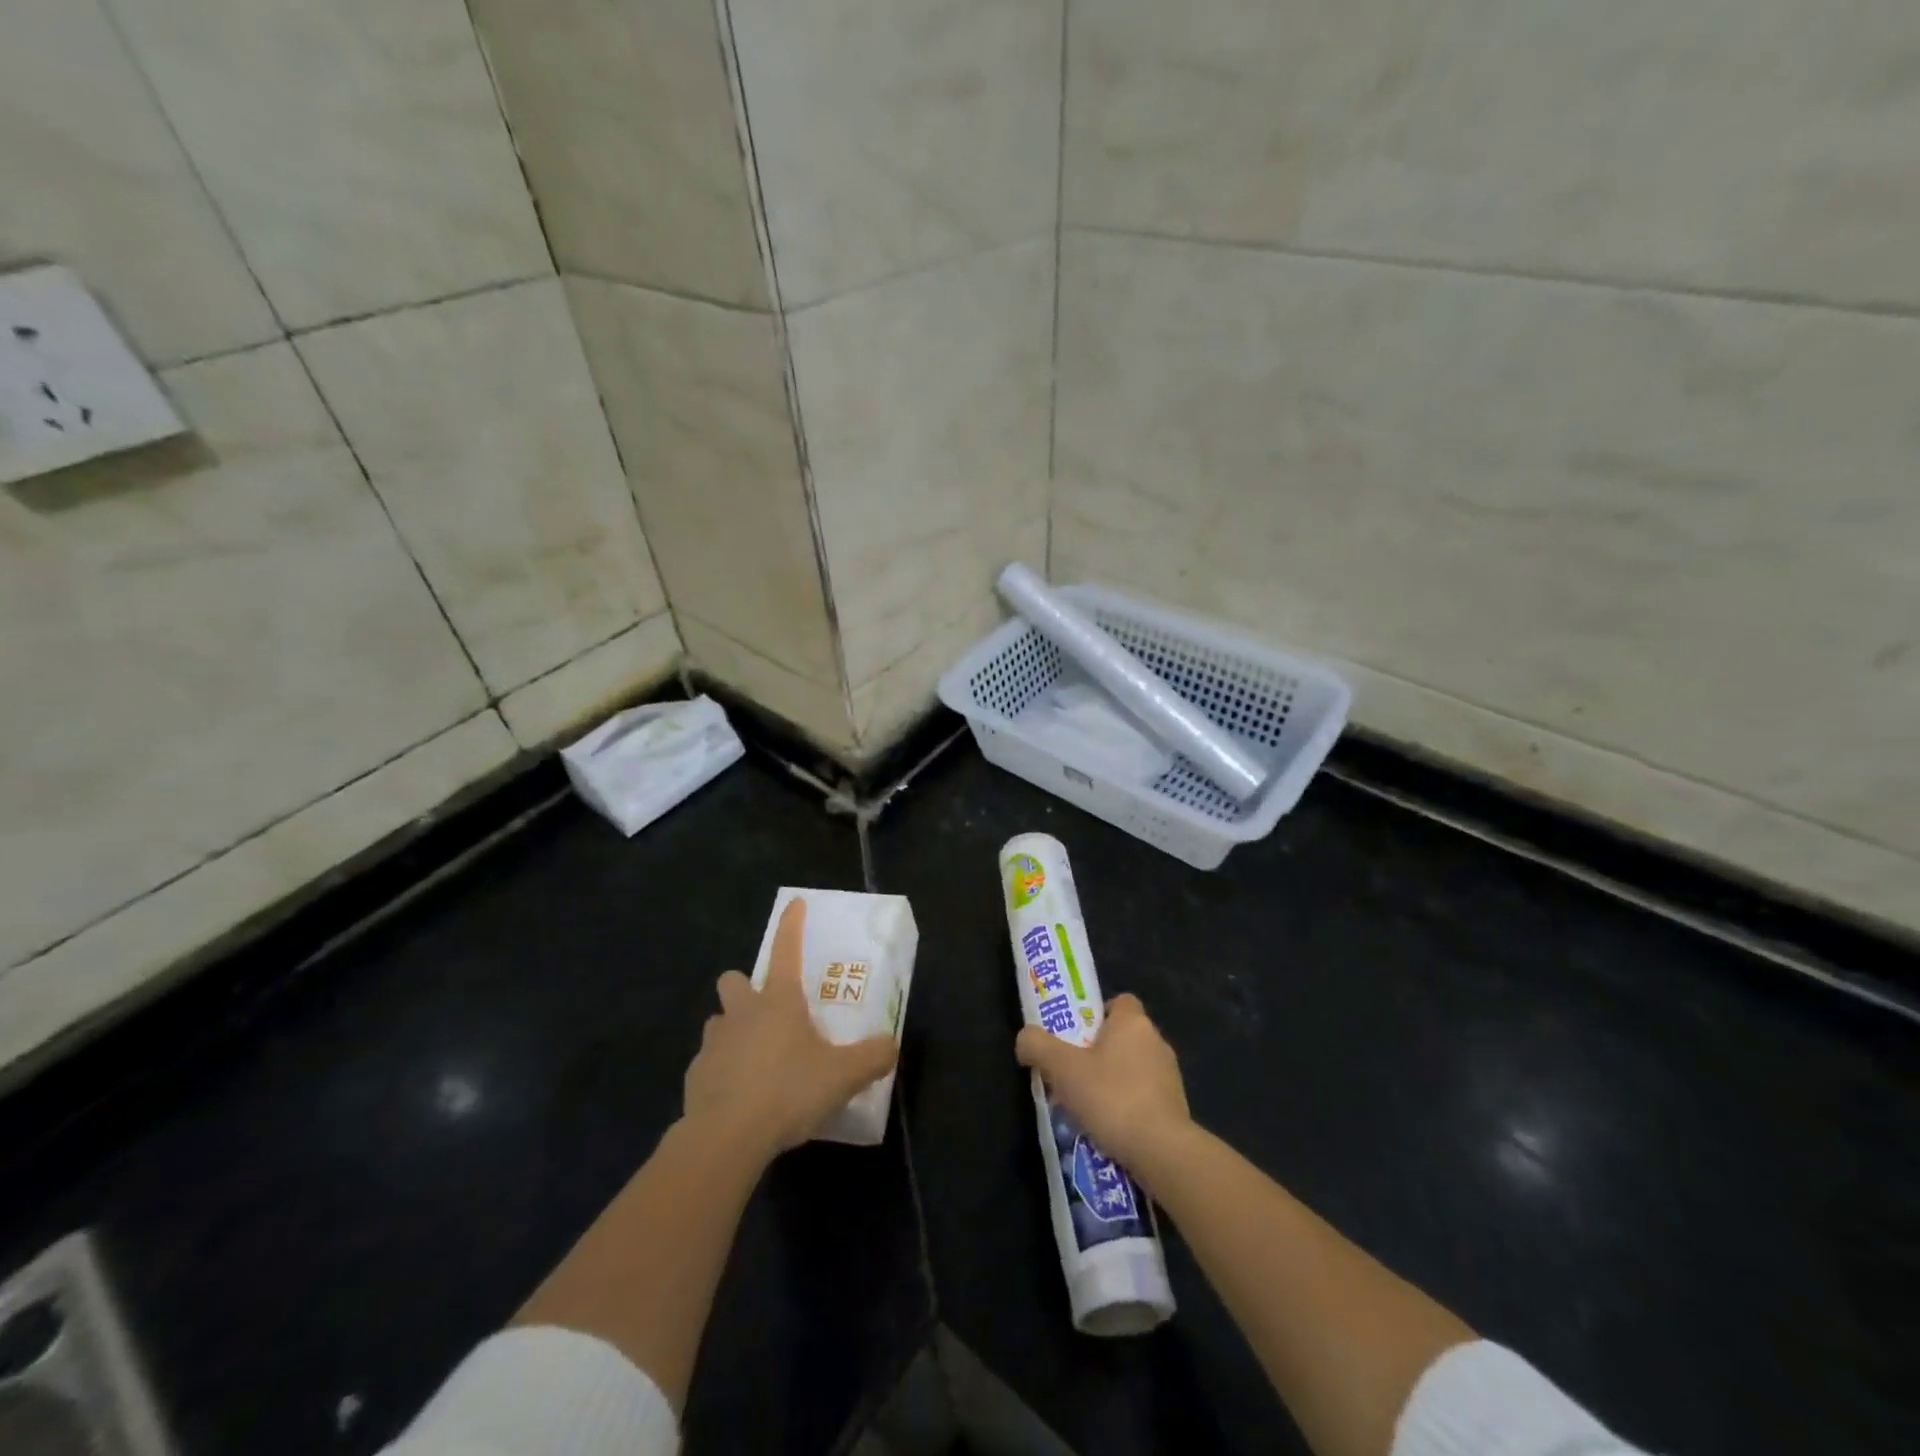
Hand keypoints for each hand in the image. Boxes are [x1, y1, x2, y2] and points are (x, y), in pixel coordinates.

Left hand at [683, 898, 898, 1156]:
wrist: (725, 1138)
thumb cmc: (788, 1092)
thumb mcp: (844, 1076)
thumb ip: (872, 1057)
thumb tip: (891, 1045)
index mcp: (779, 1000)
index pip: (786, 949)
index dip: (791, 924)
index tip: (795, 904)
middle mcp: (743, 1012)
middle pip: (734, 980)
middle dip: (745, 987)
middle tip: (767, 1009)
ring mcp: (714, 1042)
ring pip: (719, 1021)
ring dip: (734, 1030)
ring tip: (756, 1057)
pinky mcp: (695, 1075)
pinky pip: (709, 1062)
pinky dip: (723, 1071)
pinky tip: (739, 1097)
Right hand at [1015, 993, 1192, 1176]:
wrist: (1161, 1151)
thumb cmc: (1111, 1097)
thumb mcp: (1061, 1068)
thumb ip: (1037, 1045)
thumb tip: (1025, 1039)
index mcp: (1133, 1022)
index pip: (1119, 1002)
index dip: (1097, 1014)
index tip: (1076, 1035)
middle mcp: (1156, 1041)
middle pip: (1123, 1037)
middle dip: (1099, 1052)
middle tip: (1072, 1072)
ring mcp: (1170, 1076)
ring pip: (1134, 1068)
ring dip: (1113, 1082)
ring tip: (1087, 1106)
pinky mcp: (1176, 1108)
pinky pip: (1145, 1097)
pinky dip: (1128, 1107)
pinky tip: (1109, 1128)